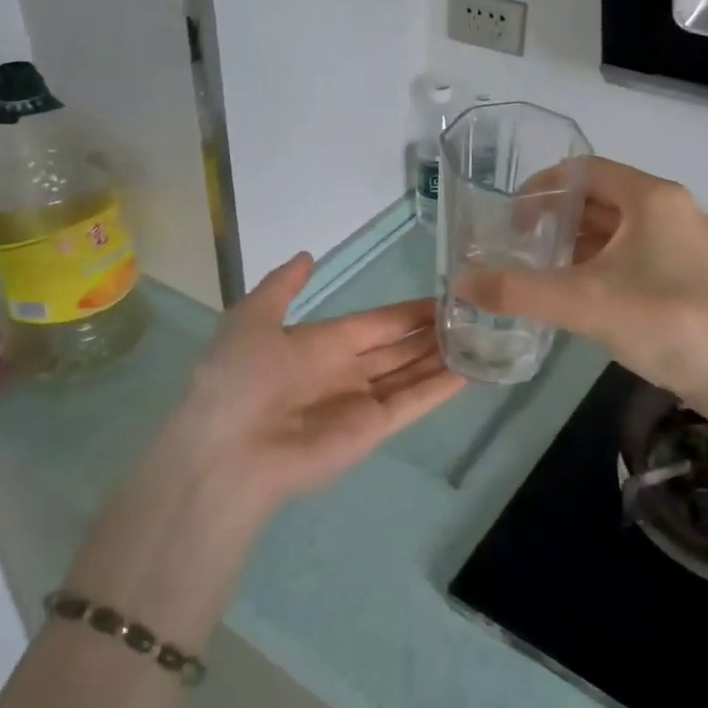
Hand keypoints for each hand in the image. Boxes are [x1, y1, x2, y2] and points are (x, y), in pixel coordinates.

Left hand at [159, 251, 465, 515]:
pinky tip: (469, 371)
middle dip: (431, 333)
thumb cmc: (238, 379)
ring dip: (442, 357)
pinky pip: (412, 404)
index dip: (408, 311)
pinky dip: (440, 390)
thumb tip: (307, 256)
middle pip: (399, 348)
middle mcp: (346, 371)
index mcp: (321, 344)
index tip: (443, 296)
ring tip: (480, 337)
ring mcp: (362, 402)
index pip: (377, 323)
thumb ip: (282, 286)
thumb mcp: (252, 318)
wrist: (227, 451)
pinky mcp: (372, 431)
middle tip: (473, 313)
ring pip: (411, 373)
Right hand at [457, 158, 707, 410]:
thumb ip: (519, 290)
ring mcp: (687, 241)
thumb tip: (460, 281)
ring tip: (544, 272)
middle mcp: (671, 208)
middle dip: (557, 219)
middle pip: (601, 198)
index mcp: (650, 196)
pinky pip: (637, 253)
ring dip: (580, 244)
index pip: (583, 171)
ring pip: (620, 228)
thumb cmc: (666, 321)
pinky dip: (604, 264)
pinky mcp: (693, 272)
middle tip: (521, 247)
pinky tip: (584, 295)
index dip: (541, 188)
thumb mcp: (584, 303)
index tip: (510, 217)